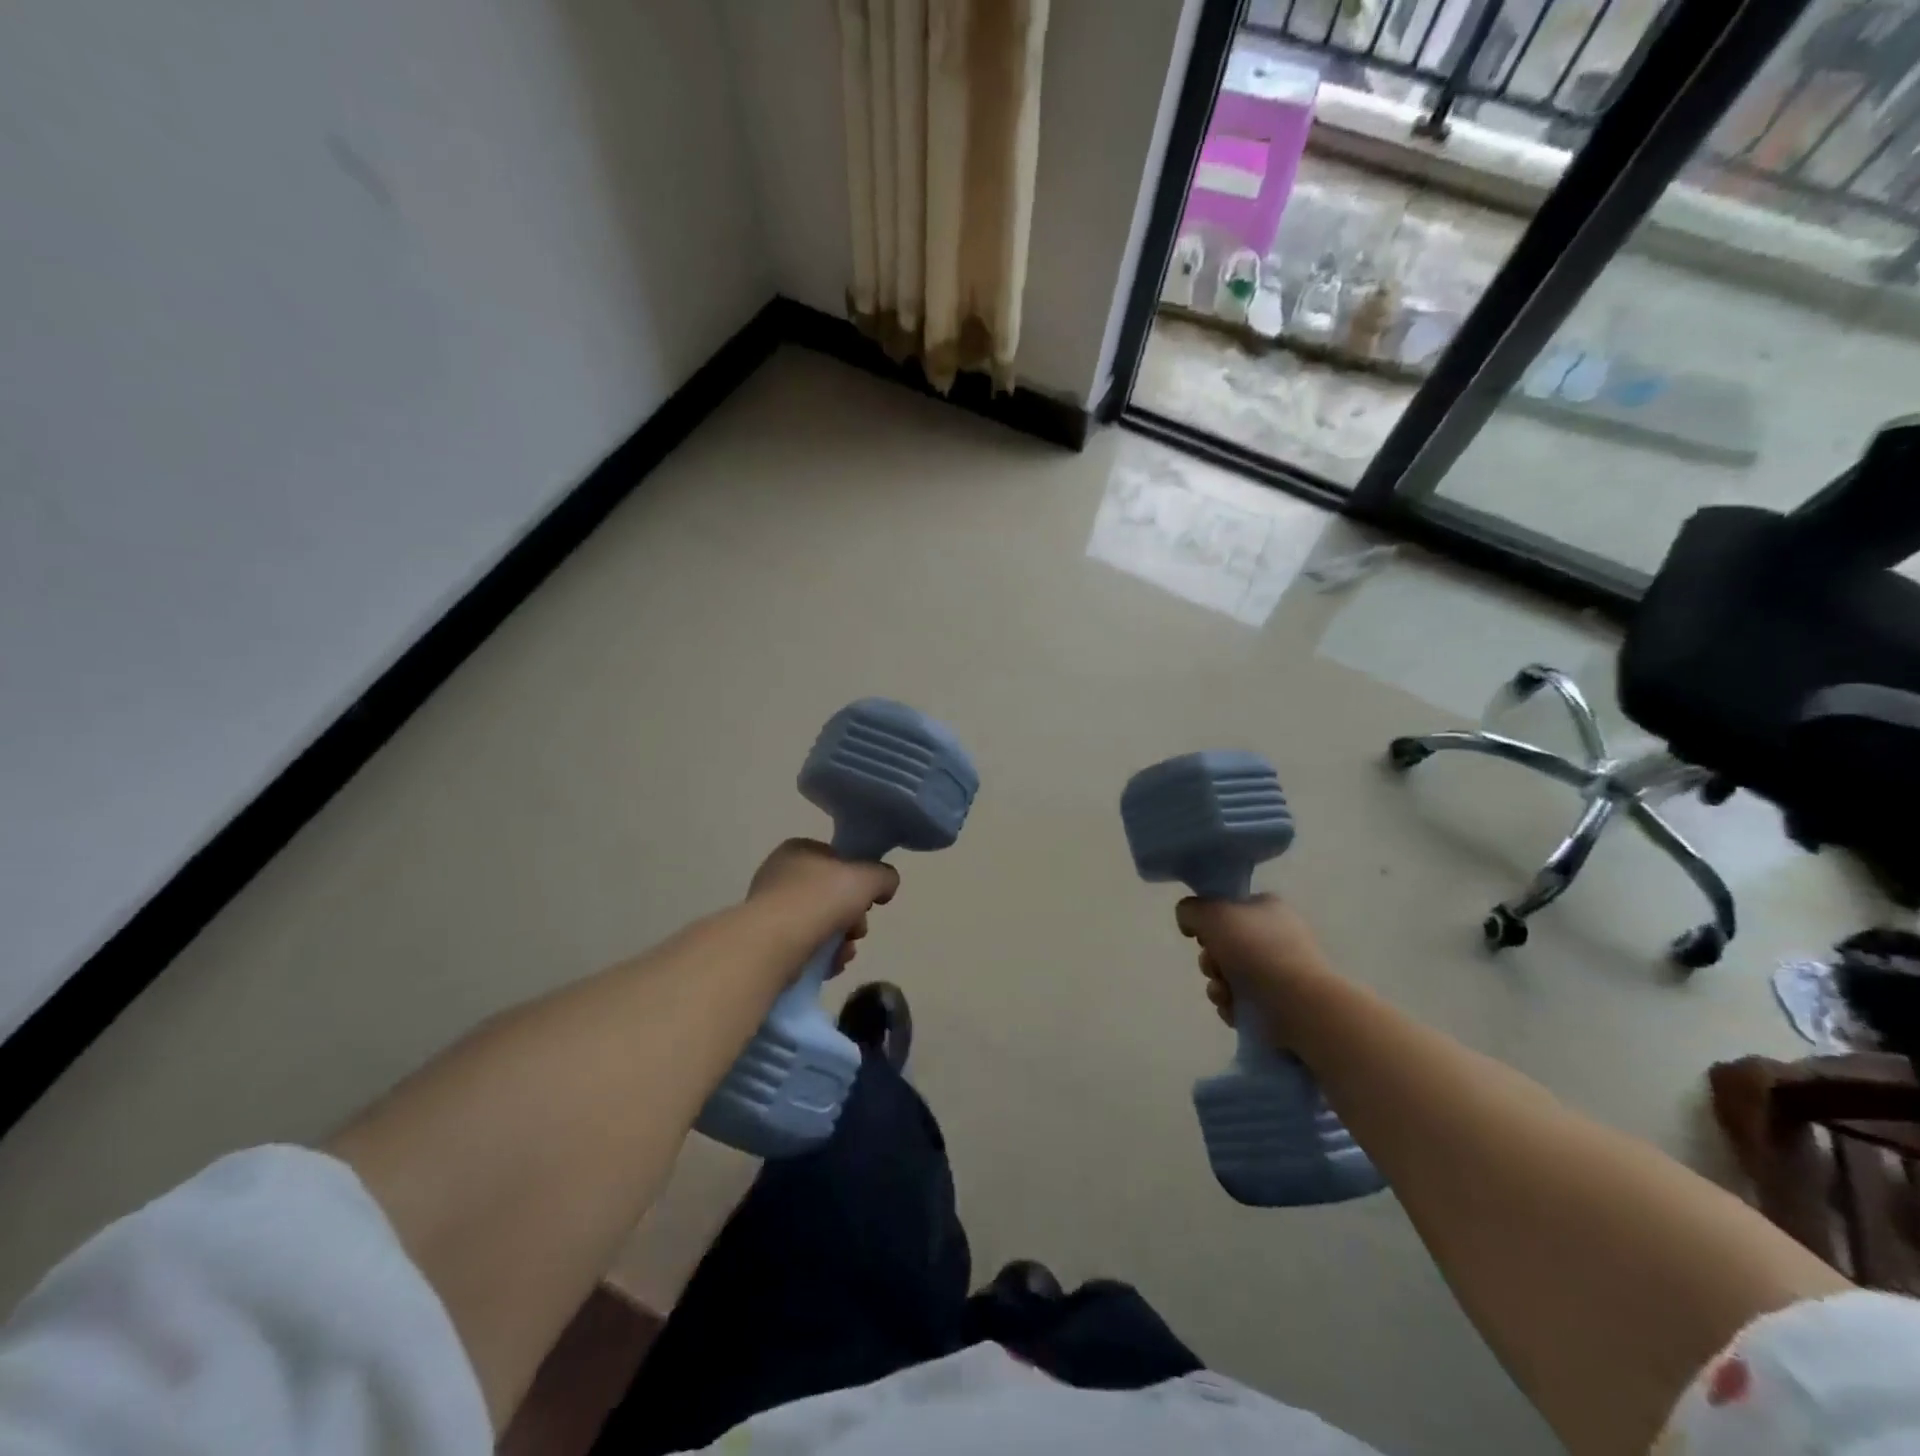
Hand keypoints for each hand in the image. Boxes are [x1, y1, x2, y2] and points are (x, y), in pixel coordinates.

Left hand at [746, 839, 898, 972]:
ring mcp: (769, 910)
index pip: (837, 860)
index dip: (858, 880)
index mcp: (798, 850)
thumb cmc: (820, 899)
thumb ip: (884, 876)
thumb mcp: (868, 877)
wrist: (774, 943)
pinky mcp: (765, 943)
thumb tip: (886, 886)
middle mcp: (779, 875)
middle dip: (852, 917)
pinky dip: (821, 957)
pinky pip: (803, 947)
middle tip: (857, 931)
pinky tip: (830, 966)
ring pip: (819, 924)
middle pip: (831, 895)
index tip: (869, 900)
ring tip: (844, 953)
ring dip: (840, 940)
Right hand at [1175, 894, 1332, 1031]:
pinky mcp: (1281, 1004)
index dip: (1208, 923)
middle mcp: (1277, 936)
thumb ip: (1190, 910)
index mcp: (1268, 908)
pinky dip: (1233, 1007)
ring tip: (1225, 995)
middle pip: (1224, 945)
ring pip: (1229, 976)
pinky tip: (1236, 1011)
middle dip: (1210, 961)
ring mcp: (1281, 972)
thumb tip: (1190, 923)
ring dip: (1218, 987)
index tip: (1202, 937)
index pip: (1228, 908)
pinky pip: (1242, 1002)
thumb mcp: (1212, 914)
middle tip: (1214, 968)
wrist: (1299, 1006)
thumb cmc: (1256, 951)